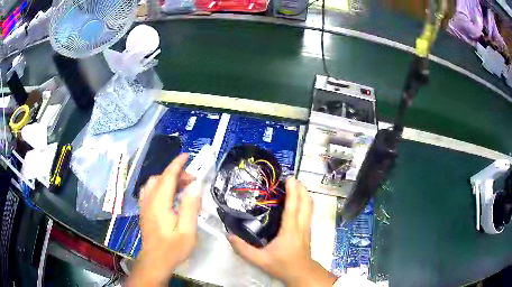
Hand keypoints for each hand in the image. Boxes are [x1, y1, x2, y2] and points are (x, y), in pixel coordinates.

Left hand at [127, 154, 200, 286]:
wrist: (155, 261)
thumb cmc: (173, 248)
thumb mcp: (187, 230)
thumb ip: (190, 206)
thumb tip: (195, 186)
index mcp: (160, 203)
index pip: (168, 176)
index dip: (177, 164)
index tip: (187, 156)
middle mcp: (149, 200)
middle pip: (161, 178)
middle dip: (176, 174)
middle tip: (193, 181)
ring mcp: (144, 205)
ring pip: (153, 182)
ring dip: (168, 179)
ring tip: (182, 187)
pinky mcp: (144, 210)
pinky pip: (149, 190)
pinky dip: (159, 185)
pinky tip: (167, 194)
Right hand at [228, 178, 336, 286]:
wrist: (301, 272)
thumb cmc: (281, 265)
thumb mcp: (259, 260)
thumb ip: (243, 249)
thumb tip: (229, 235)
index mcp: (290, 230)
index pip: (293, 207)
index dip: (293, 191)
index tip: (289, 178)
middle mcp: (301, 225)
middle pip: (306, 202)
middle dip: (301, 188)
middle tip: (291, 178)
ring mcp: (307, 227)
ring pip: (310, 206)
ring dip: (304, 193)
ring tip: (295, 185)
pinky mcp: (308, 229)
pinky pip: (309, 211)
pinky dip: (305, 201)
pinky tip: (298, 200)